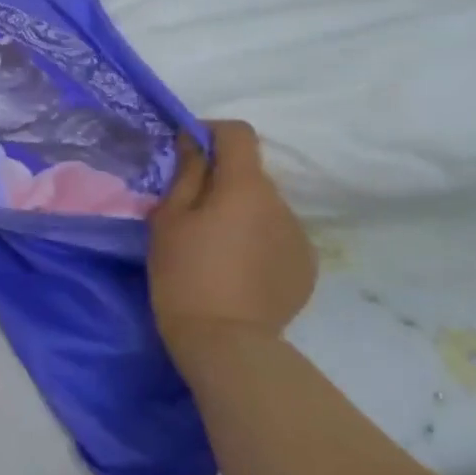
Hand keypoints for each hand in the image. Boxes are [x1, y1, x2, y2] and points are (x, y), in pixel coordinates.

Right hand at [149, 120, 315, 350]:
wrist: (225, 341)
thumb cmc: (184, 273)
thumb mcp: (169, 219)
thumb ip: (187, 174)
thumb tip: (195, 141)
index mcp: (246, 187)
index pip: (239, 134)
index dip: (211, 133)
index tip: (187, 151)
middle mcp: (282, 203)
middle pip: (250, 175)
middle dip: (222, 182)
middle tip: (190, 212)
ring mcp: (299, 236)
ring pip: (264, 208)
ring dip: (240, 213)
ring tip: (214, 247)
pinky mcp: (306, 266)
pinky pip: (277, 237)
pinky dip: (256, 241)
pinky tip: (236, 270)